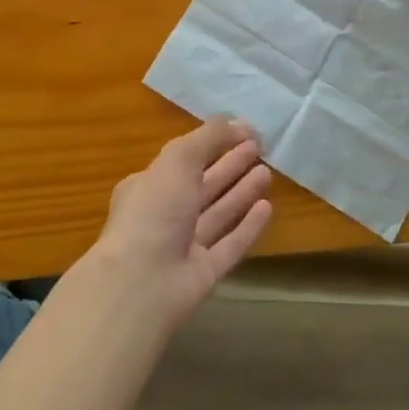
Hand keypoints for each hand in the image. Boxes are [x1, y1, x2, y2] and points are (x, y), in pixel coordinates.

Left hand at [86, 119, 273, 333]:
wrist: (140, 286)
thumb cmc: (154, 212)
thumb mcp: (178, 159)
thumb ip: (209, 137)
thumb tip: (241, 123)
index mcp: (149, 186)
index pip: (184, 160)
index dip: (212, 144)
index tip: (242, 132)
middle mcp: (165, 214)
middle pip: (203, 185)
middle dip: (230, 166)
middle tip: (259, 149)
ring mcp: (184, 246)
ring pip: (218, 213)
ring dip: (241, 192)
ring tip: (267, 173)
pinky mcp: (204, 273)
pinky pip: (230, 244)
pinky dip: (248, 226)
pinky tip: (267, 208)